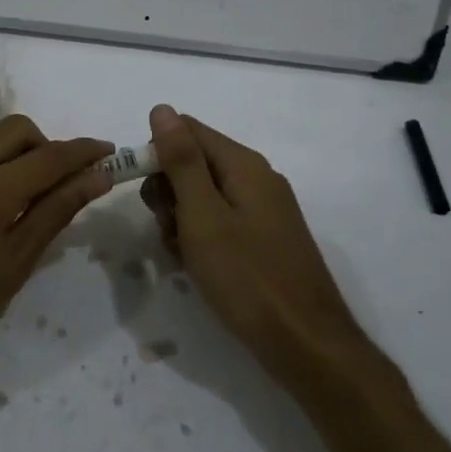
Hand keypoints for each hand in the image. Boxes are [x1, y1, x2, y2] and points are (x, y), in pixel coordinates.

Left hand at [0, 116, 113, 402]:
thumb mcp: (13, 267)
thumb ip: (55, 212)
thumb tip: (96, 177)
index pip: (49, 155)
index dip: (83, 150)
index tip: (107, 152)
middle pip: (13, 129)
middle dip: (43, 146)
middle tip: (55, 184)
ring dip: (4, 164)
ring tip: (6, 211)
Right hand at [141, 104, 361, 373]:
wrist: (305, 344)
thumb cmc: (247, 277)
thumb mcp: (203, 216)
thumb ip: (182, 161)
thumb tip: (163, 108)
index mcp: (244, 165)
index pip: (187, 131)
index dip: (158, 154)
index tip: (145, 193)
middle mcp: (257, 178)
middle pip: (195, 162)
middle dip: (168, 191)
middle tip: (167, 229)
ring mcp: (264, 210)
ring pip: (204, 195)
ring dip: (181, 218)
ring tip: (182, 255)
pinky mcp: (265, 238)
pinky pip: (221, 221)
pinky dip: (201, 237)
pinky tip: (197, 266)